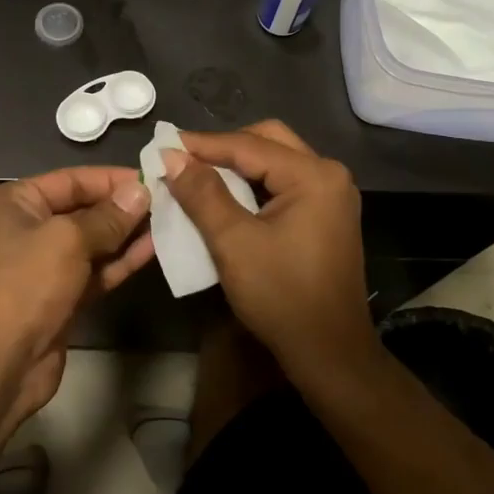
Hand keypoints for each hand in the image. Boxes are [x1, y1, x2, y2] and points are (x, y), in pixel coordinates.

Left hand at [0, 167, 153, 424]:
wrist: (2, 362)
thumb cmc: (27, 284)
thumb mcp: (68, 240)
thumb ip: (108, 216)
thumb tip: (141, 191)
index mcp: (14, 203)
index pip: (70, 180)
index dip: (111, 179)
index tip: (152, 177)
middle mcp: (25, 228)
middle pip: (82, 209)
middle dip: (122, 207)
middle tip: (166, 201)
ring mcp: (43, 265)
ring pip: (92, 242)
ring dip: (126, 234)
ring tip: (167, 222)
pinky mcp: (60, 296)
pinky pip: (95, 270)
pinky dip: (120, 261)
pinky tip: (152, 249)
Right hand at [162, 121, 371, 376]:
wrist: (328, 352)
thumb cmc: (281, 296)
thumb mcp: (233, 242)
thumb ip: (202, 194)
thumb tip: (172, 156)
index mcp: (313, 176)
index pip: (248, 145)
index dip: (202, 144)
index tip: (162, 146)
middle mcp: (328, 174)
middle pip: (267, 140)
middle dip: (223, 147)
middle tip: (183, 159)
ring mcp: (330, 195)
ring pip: (275, 160)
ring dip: (236, 164)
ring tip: (196, 174)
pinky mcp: (325, 214)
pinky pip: (282, 183)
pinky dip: (252, 183)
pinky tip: (224, 195)